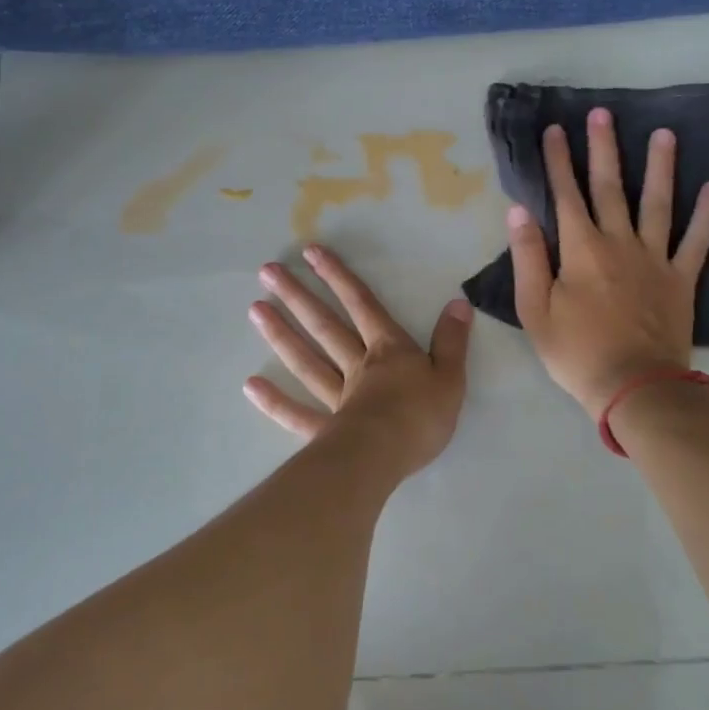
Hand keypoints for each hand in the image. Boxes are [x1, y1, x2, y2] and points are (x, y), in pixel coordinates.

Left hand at [243, 244, 472, 475]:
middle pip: (325, 326)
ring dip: (281, 334)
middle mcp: (357, 366)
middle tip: (267, 272)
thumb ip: (452, 340)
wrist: (387, 457)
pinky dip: (274, 402)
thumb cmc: (421, 417)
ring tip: (255, 310)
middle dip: (299, 296)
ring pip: (306, 360)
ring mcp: (337, 398)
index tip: (311, 252)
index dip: (339, 277)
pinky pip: (296, 414)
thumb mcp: (450, 376)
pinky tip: (250, 386)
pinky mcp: (325, 431)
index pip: (363, 305)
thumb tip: (458, 303)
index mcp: (388, 351)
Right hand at [509, 109, 708, 417]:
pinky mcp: (681, 279)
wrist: (634, 387)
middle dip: (603, 148)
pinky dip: (707, 214)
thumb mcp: (535, 310)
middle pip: (610, 187)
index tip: (554, 130)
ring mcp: (655, 258)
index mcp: (580, 250)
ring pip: (657, 203)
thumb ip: (528, 257)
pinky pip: (697, 240)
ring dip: (660, 167)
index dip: (558, 161)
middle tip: (603, 113)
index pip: (565, 195)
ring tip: (664, 134)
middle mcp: (619, 243)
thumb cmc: (576, 352)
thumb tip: (518, 212)